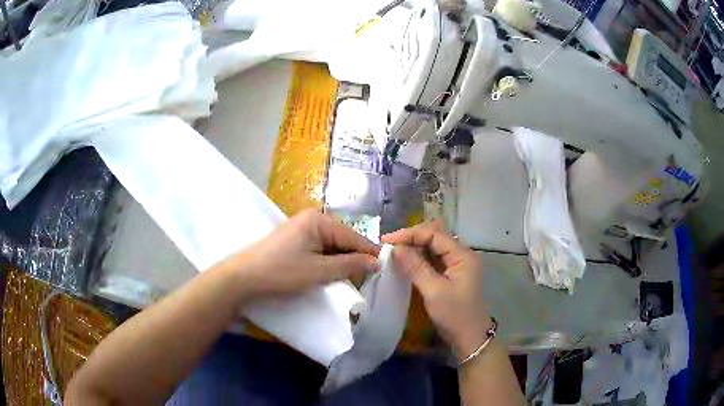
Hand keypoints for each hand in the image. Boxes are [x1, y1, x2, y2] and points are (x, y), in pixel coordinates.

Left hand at [229, 209, 379, 299]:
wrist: (244, 277)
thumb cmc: (282, 272)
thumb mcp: (319, 271)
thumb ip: (350, 265)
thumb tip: (376, 262)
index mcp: (319, 220)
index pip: (353, 236)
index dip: (370, 253)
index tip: (386, 269)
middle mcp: (312, 219)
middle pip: (343, 239)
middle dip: (355, 259)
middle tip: (369, 279)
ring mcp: (302, 228)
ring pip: (332, 246)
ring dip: (342, 262)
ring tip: (354, 279)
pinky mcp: (295, 240)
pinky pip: (320, 249)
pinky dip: (328, 261)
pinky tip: (333, 274)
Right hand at [382, 222, 490, 356]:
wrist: (470, 339)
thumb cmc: (455, 315)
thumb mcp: (434, 292)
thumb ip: (415, 267)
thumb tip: (395, 248)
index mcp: (463, 255)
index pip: (434, 234)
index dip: (410, 234)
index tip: (387, 241)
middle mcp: (462, 255)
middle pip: (435, 237)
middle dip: (412, 238)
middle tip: (389, 245)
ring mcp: (458, 265)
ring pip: (434, 248)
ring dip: (414, 247)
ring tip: (393, 252)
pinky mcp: (452, 275)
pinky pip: (434, 259)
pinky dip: (419, 258)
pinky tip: (406, 262)